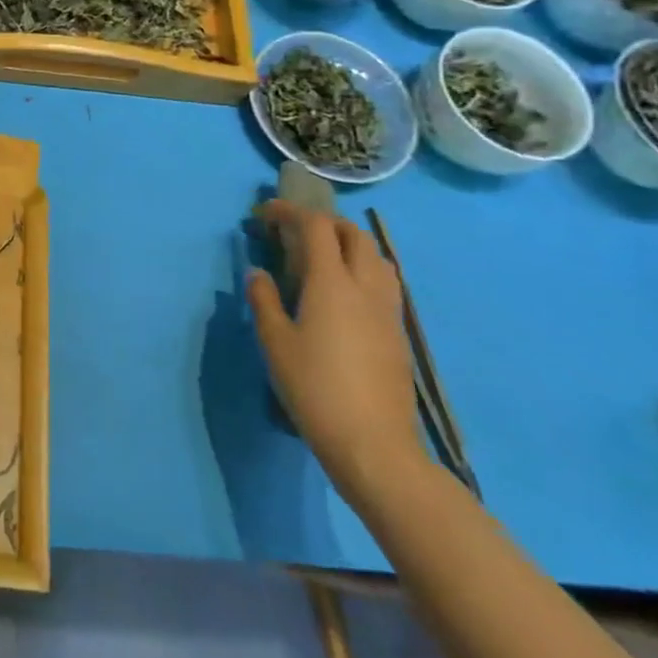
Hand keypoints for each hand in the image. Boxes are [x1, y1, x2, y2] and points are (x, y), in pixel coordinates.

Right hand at [246, 200, 423, 499]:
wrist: (373, 444)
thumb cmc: (314, 387)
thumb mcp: (274, 342)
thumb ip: (264, 300)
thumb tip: (259, 273)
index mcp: (332, 282)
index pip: (316, 227)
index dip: (289, 212)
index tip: (264, 215)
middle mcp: (365, 286)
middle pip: (353, 234)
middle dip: (323, 223)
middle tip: (294, 233)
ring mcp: (388, 310)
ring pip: (376, 256)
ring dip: (349, 243)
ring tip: (323, 258)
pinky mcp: (398, 333)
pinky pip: (384, 282)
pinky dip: (362, 269)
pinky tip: (344, 293)